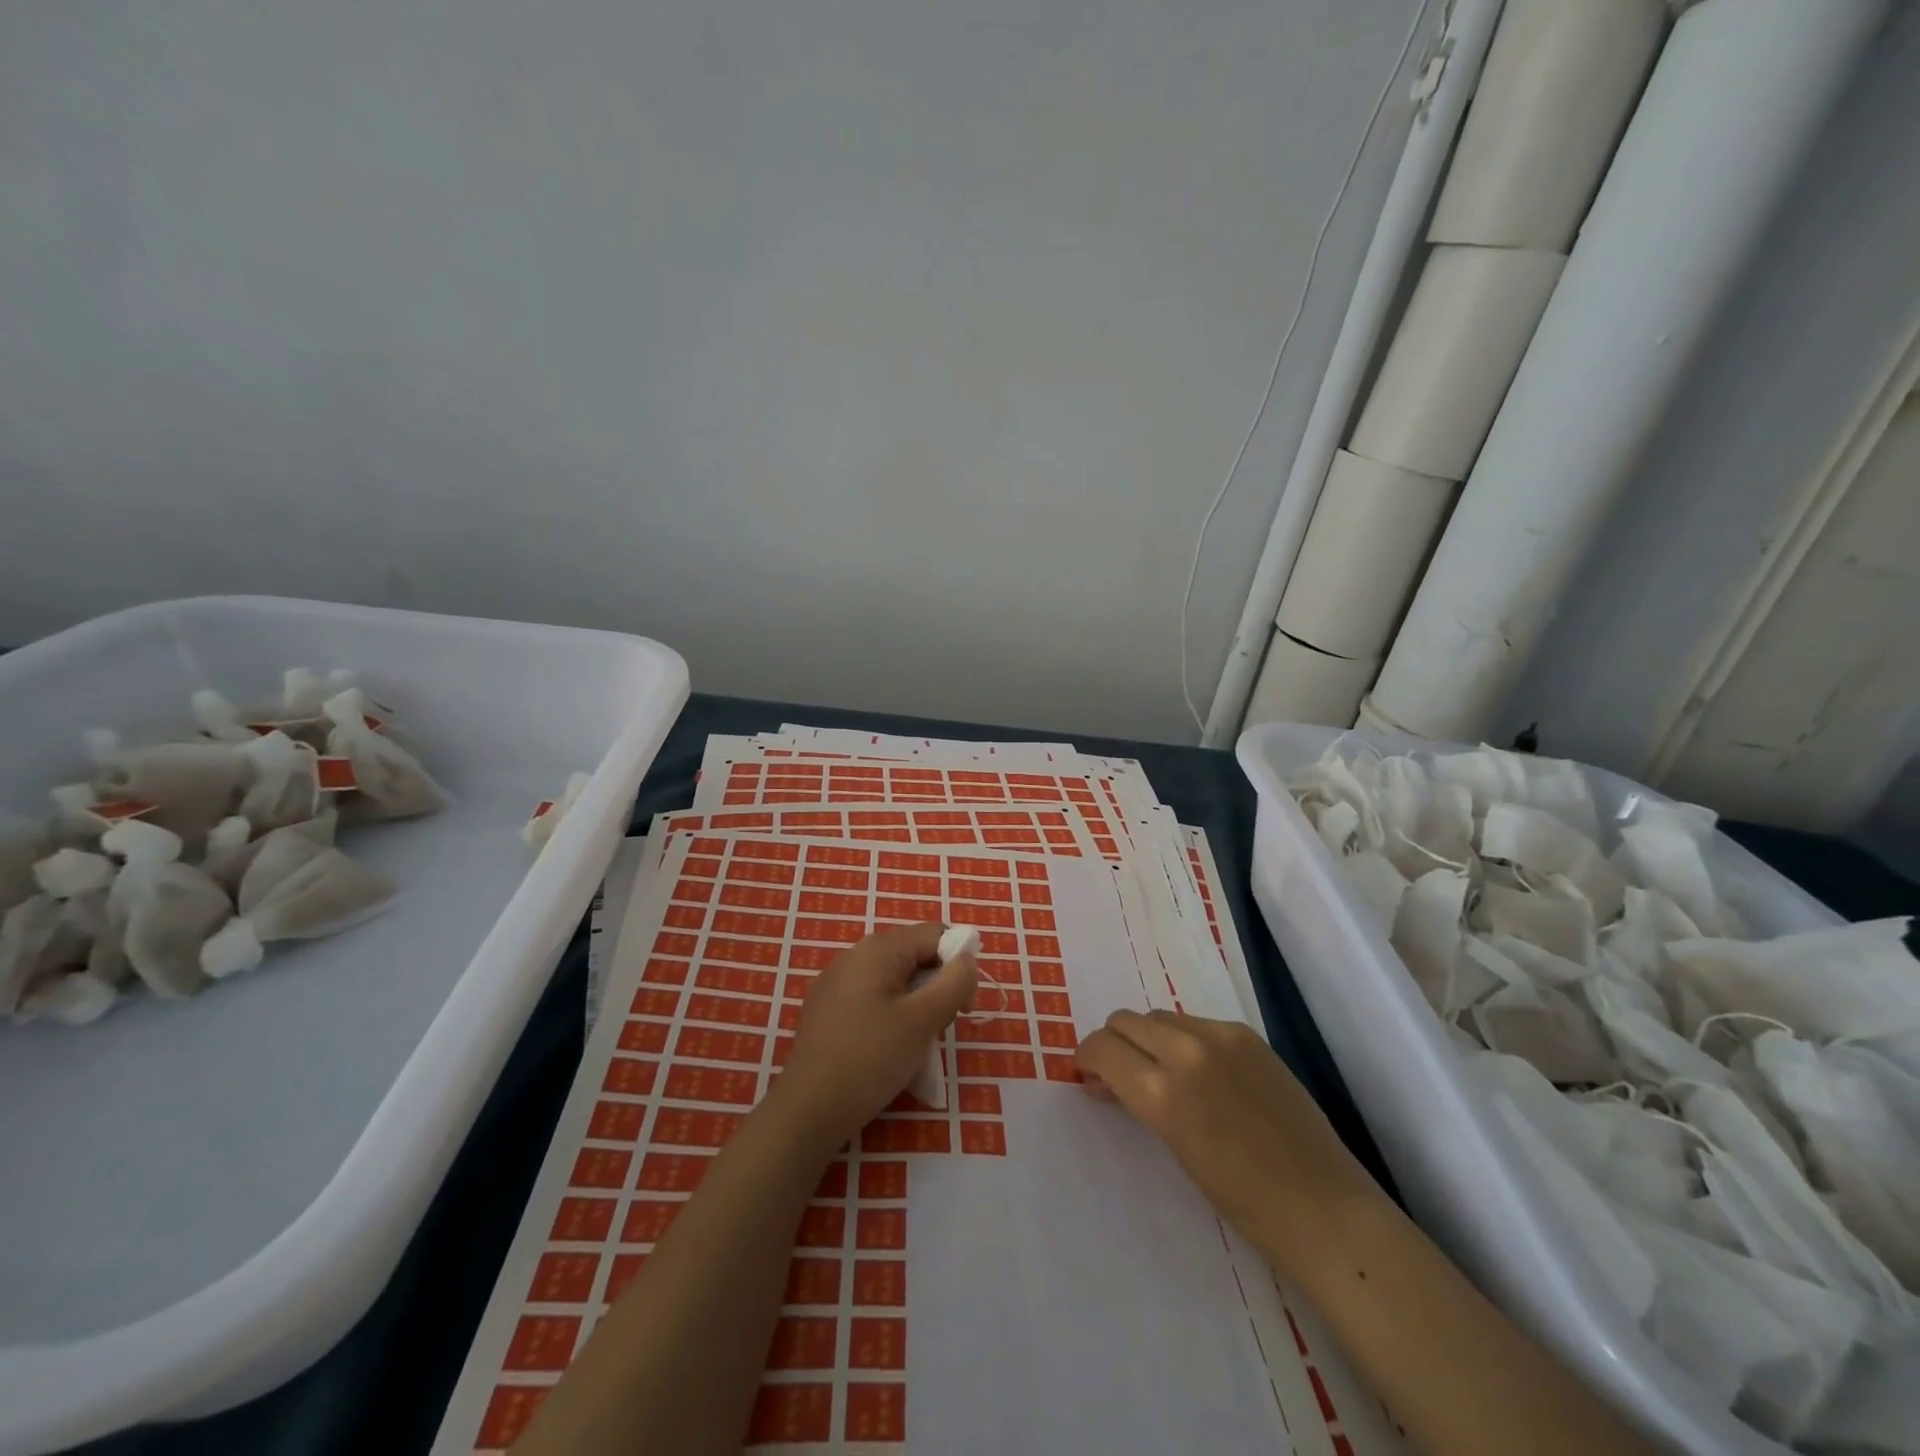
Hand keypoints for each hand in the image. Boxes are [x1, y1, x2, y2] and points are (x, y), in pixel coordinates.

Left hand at [773, 923, 977, 1150]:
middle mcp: (855, 954)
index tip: (963, 1009)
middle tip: (940, 1029)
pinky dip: (891, 1016)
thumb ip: (954, 982)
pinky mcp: (827, 1009)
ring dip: (916, 1006)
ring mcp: (837, 982)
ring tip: (915, 1045)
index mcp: (878, 948)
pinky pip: (873, 999)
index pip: (935, 935)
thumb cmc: (870, 1059)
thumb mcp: (924, 1020)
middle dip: (937, 987)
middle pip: (914, 956)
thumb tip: (967, 959)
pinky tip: (887, 1050)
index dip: (959, 965)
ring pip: (895, 980)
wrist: (808, 1110)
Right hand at [1074, 1011, 1380, 1271]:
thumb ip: (1138, 1101)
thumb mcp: (1174, 1145)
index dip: (1086, 1057)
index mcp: (1164, 1091)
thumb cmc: (1241, 1199)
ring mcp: (1221, 1036)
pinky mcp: (1246, 1033)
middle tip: (1117, 1074)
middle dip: (1113, 1043)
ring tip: (1161, 1073)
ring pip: (1159, 1016)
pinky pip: (1196, 1022)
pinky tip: (1201, 1073)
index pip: (1103, 1048)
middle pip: (1126, 1020)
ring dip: (1147, 1038)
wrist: (1322, 1205)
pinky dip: (1184, 1039)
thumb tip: (1107, 1080)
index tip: (1087, 1074)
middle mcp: (1188, 1050)